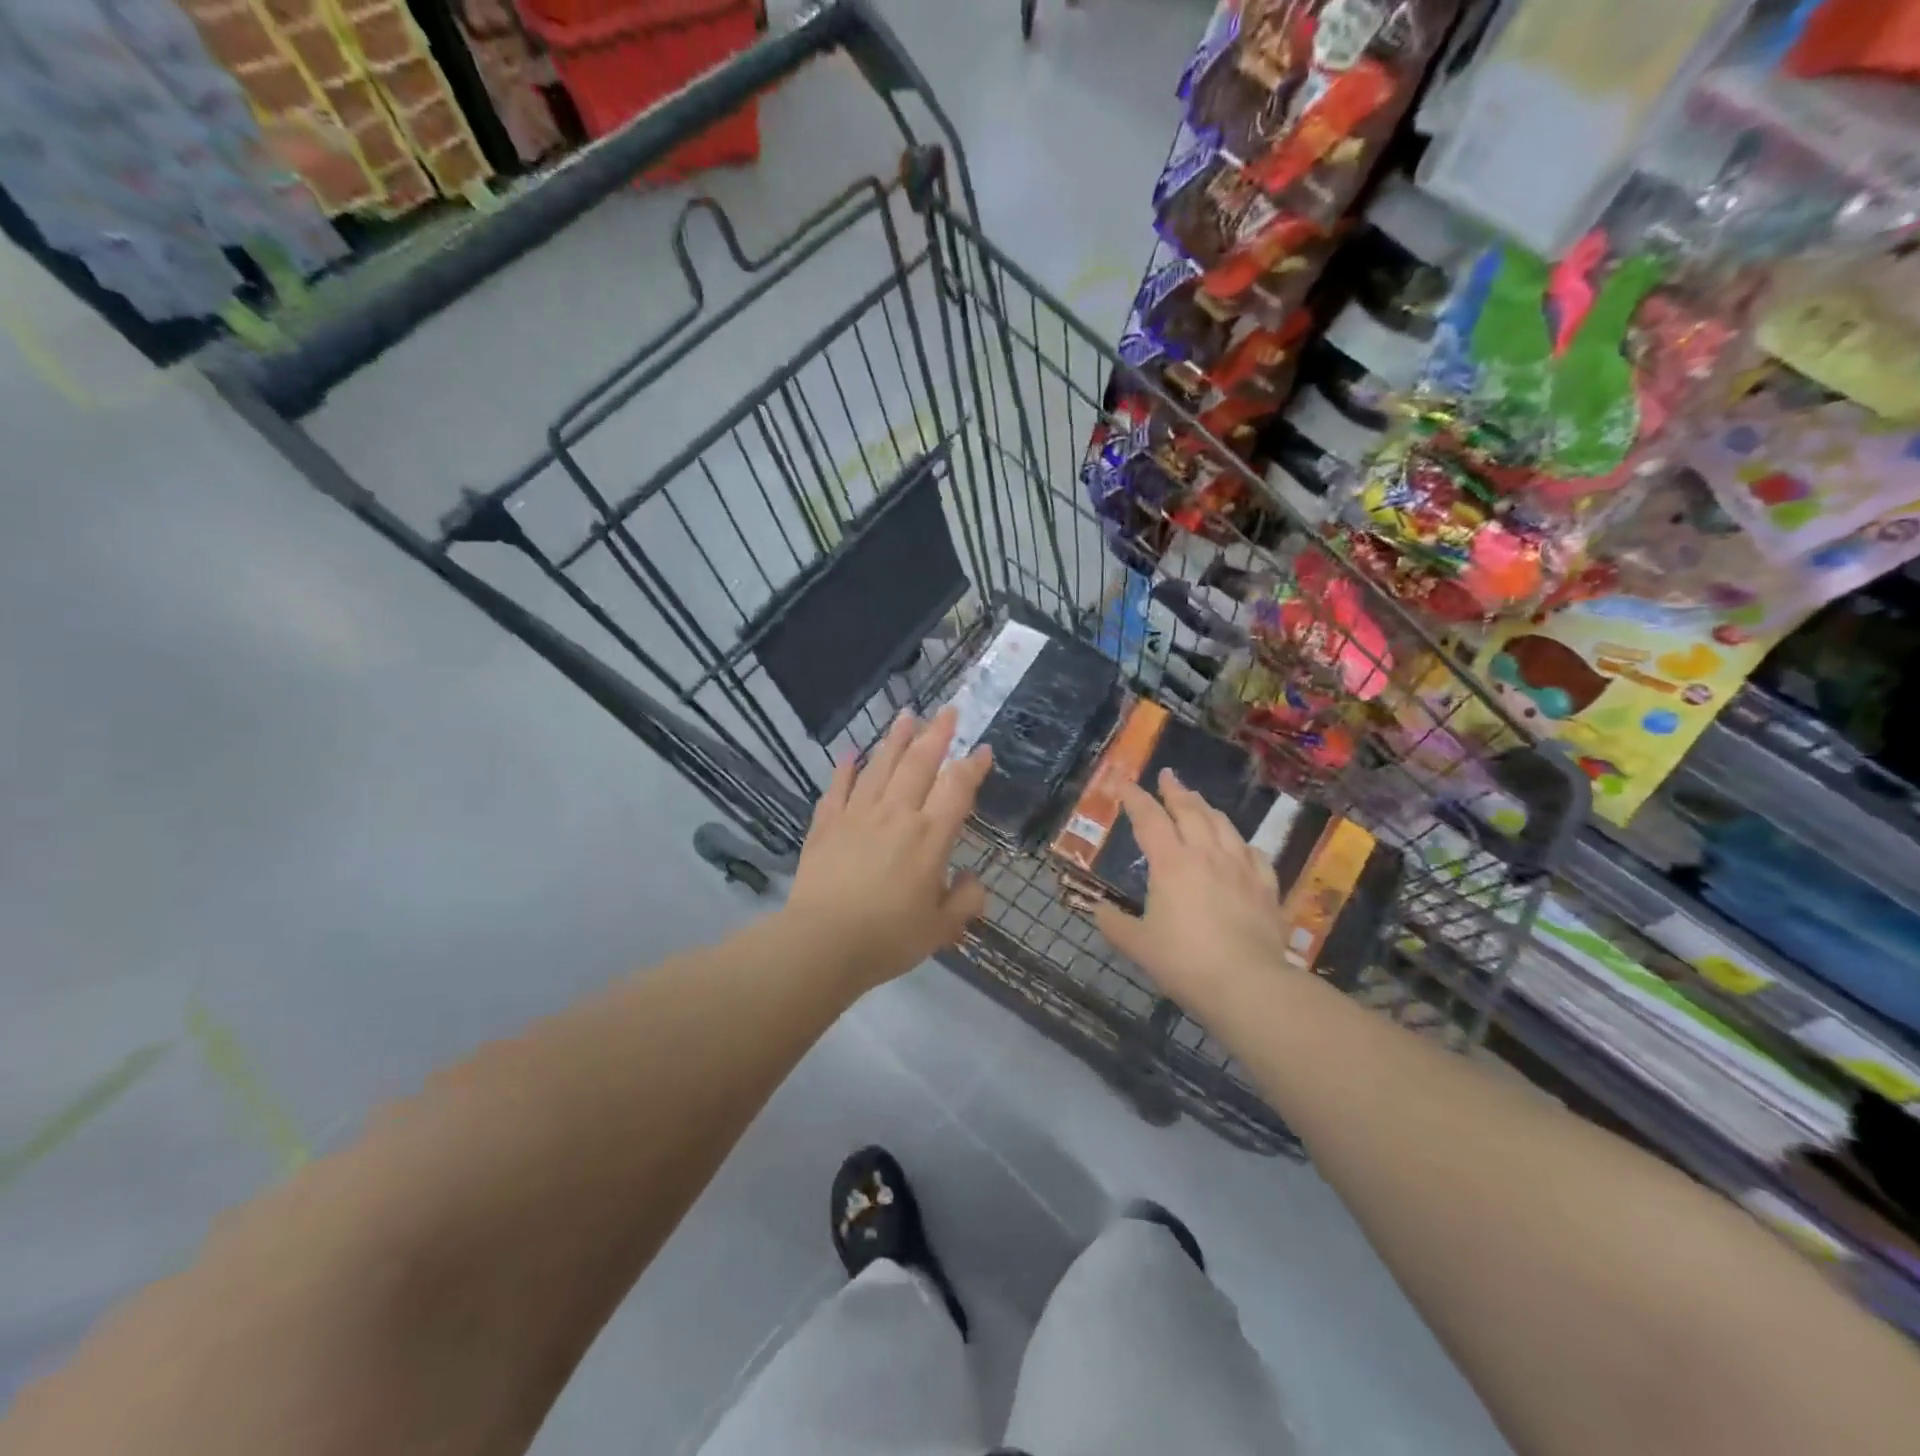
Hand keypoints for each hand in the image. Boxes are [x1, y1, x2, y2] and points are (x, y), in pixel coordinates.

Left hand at [781, 707, 991, 994]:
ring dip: (895, 739)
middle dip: (936, 734)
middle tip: (947, 711)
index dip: (973, 765)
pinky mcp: (826, 825)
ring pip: (880, 767)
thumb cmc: (888, 938)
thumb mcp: (941, 929)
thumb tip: (973, 880)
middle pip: (919, 763)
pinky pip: (838, 789)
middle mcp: (896, 814)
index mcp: (930, 836)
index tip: (983, 749)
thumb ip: (964, 902)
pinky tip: (849, 753)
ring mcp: (858, 815)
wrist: (823, 943)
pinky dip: (845, 770)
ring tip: (906, 716)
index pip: (957, 788)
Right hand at [1094, 769, 1293, 1007]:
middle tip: (1167, 776)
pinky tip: (1240, 845)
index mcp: (1171, 863)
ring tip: (1198, 801)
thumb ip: (1114, 924)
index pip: (1149, 819)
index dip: (1134, 798)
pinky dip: (1241, 843)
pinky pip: (1254, 854)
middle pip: (1190, 811)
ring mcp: (1241, 868)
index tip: (1124, 784)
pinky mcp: (1266, 888)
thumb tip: (1098, 910)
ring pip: (1223, 826)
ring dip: (1207, 808)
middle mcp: (1206, 855)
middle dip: (1175, 791)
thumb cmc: (1184, 961)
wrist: (1248, 984)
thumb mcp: (1137, 945)